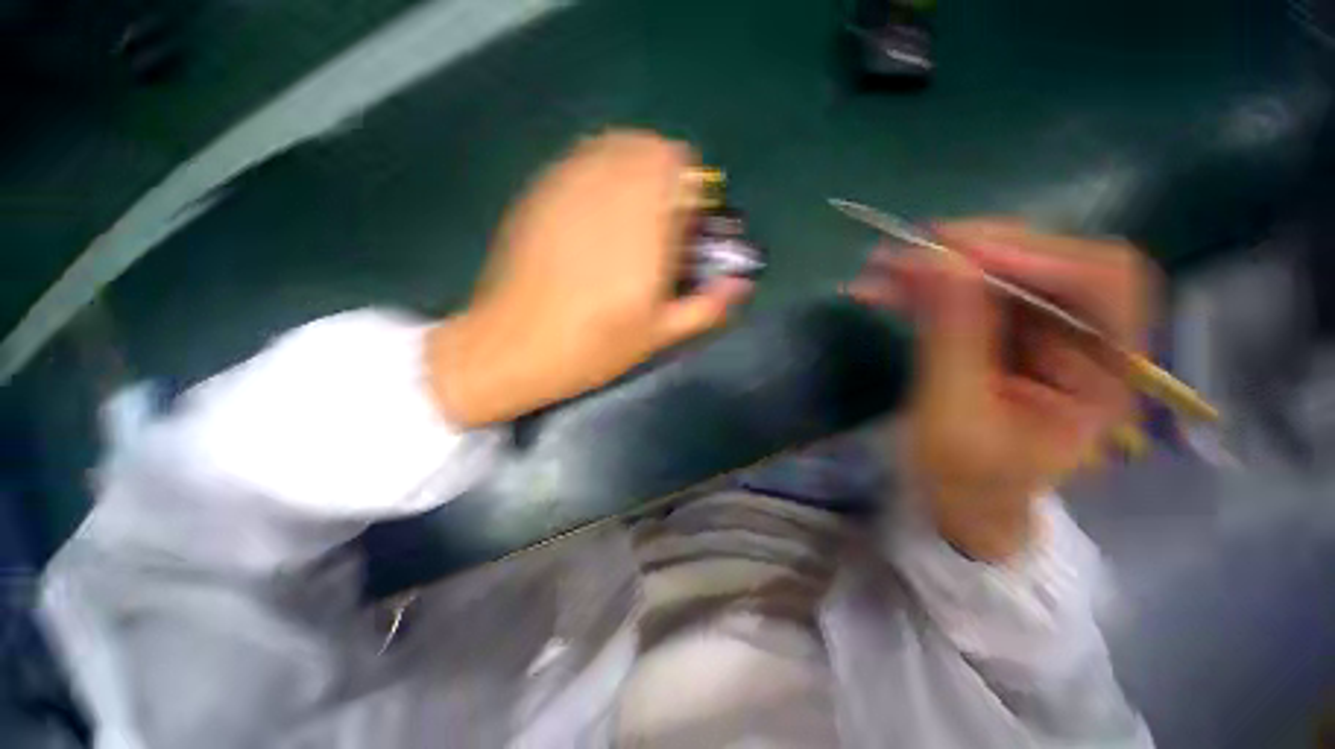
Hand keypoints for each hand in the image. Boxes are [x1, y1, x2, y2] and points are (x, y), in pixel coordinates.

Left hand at [426, 131, 750, 426]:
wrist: (511, 349)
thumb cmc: (592, 350)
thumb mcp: (657, 337)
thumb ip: (706, 307)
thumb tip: (742, 285)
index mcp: (643, 235)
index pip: (680, 170)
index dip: (693, 188)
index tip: (689, 219)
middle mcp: (606, 199)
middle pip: (648, 146)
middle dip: (666, 172)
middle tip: (663, 214)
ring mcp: (566, 191)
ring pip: (612, 144)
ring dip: (634, 166)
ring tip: (632, 208)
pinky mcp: (537, 195)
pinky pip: (579, 158)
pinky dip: (599, 169)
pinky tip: (596, 207)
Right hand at [850, 220, 1154, 560]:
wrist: (961, 501)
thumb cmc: (967, 480)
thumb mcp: (954, 418)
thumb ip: (952, 340)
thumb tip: (940, 263)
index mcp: (1106, 374)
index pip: (1105, 285)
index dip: (1040, 256)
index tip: (961, 252)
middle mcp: (1084, 340)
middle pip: (1048, 264)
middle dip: (977, 250)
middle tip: (910, 247)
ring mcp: (1037, 332)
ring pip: (998, 273)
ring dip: (936, 265)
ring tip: (880, 267)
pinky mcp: (996, 331)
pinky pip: (964, 293)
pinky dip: (922, 286)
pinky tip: (882, 288)